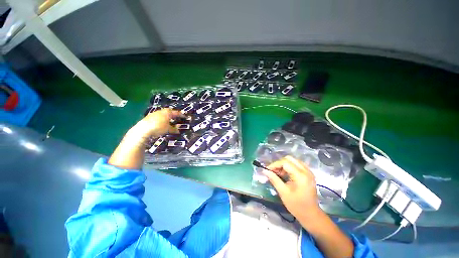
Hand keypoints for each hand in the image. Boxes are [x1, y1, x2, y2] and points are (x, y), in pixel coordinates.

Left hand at [131, 108, 183, 137]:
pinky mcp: (149, 117)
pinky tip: (161, 123)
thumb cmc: (158, 127)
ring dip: (167, 116)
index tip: (185, 117)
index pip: (176, 113)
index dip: (181, 115)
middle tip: (177, 117)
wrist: (143, 129)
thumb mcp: (168, 129)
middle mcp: (161, 111)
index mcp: (167, 112)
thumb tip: (178, 131)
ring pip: (163, 114)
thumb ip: (174, 129)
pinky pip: (158, 116)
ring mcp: (154, 113)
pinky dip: (161, 119)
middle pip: (169, 112)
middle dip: (173, 114)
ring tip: (170, 120)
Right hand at [262, 156, 320, 218]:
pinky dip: (289, 167)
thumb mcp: (283, 192)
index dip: (275, 164)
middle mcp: (306, 171)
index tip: (268, 170)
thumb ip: (274, 179)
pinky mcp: (309, 174)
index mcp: (300, 176)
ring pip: (293, 161)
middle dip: (279, 163)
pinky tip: (286, 174)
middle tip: (274, 171)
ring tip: (279, 174)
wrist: (311, 215)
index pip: (285, 162)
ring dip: (284, 165)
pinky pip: (297, 165)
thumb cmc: (296, 205)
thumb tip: (264, 171)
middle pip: (290, 159)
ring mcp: (309, 172)